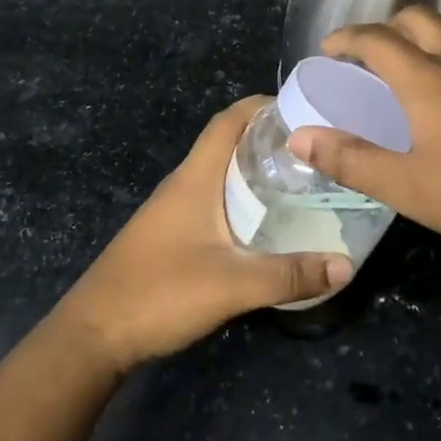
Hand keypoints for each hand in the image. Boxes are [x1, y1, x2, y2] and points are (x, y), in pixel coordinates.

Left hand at [54, 97, 352, 371]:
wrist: (94, 334)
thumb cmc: (159, 293)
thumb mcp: (232, 285)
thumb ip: (289, 275)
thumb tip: (346, 265)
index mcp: (194, 178)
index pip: (227, 121)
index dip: (261, 106)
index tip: (302, 108)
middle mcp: (183, 184)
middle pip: (227, 144)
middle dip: (268, 140)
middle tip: (314, 152)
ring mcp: (173, 210)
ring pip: (220, 176)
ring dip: (254, 172)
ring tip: (300, 184)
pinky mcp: (170, 235)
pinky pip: (213, 202)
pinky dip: (241, 200)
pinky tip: (264, 225)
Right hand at [288, 7, 440, 272]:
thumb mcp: (409, 189)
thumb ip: (352, 160)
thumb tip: (299, 137)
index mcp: (429, 81)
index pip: (377, 39)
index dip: (346, 38)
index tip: (327, 50)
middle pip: (419, 19)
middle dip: (385, 28)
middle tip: (365, 59)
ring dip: (419, 46)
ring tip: (401, 85)